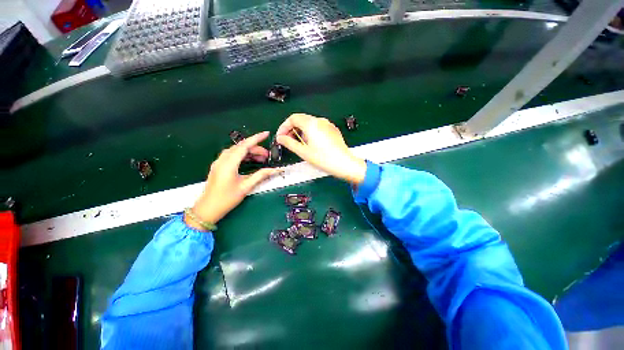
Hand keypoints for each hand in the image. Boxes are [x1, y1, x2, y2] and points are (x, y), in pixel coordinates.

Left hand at [186, 131, 279, 229]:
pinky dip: (243, 156)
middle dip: (255, 148)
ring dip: (249, 152)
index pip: (245, 146)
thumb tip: (275, 170)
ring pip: (236, 151)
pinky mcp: (218, 166)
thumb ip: (261, 175)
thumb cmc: (226, 199)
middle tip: (267, 156)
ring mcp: (219, 162)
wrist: (207, 209)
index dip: (256, 138)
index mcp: (229, 163)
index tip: (267, 134)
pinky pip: (232, 156)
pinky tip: (250, 161)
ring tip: (261, 159)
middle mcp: (222, 160)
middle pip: (241, 147)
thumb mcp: (246, 187)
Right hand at [276, 113, 366, 184]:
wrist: (344, 164)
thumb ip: (289, 143)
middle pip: (301, 119)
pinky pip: (318, 127)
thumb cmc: (324, 159)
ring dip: (301, 131)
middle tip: (288, 141)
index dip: (284, 126)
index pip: (293, 118)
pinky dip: (310, 133)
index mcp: (311, 124)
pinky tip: (311, 144)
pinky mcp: (332, 130)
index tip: (281, 136)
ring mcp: (328, 125)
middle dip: (292, 129)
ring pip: (309, 123)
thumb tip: (280, 138)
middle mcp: (320, 121)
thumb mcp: (303, 152)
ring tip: (299, 144)